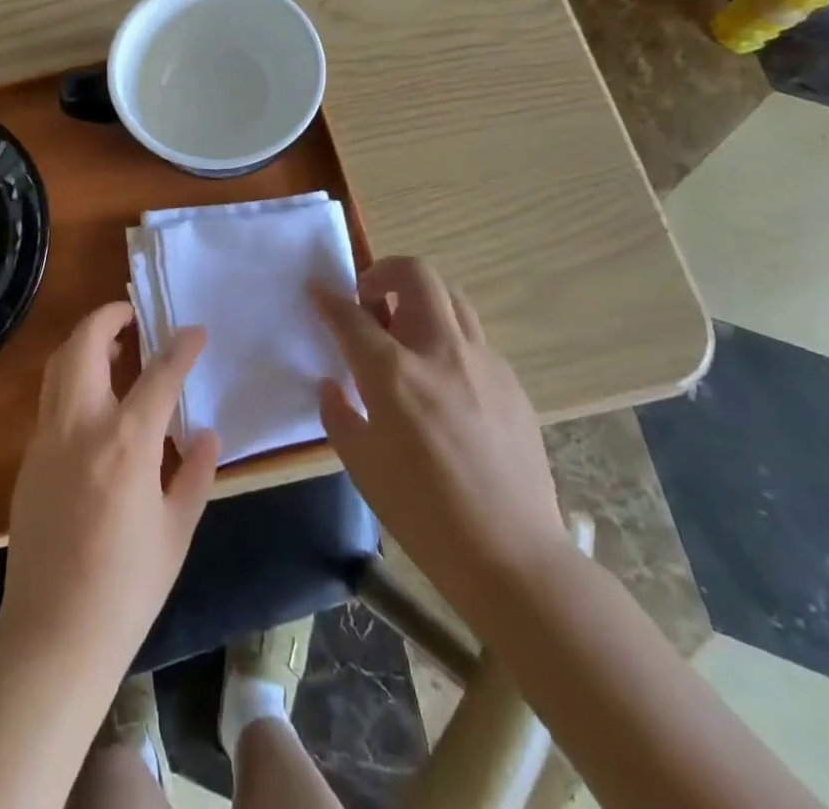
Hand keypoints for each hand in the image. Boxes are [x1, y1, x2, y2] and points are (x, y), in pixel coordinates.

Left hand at [0, 302, 220, 684]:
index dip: (181, 347)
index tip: (195, 330)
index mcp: (126, 443)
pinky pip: (51, 399)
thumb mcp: (177, 532)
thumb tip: (206, 433)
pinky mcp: (28, 459)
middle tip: (134, 315)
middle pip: (85, 344)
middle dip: (109, 316)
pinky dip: (73, 379)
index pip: (159, 374)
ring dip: (85, 342)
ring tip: (115, 349)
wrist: (52, 637)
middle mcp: (81, 426)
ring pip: (60, 365)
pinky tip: (96, 404)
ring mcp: (47, 439)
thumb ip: (193, 473)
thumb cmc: (127, 589)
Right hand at [317, 256, 568, 621]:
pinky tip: (441, 380)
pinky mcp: (510, 381)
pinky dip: (448, 337)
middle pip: (415, 274)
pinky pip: (473, 337)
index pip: (351, 316)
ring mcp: (483, 362)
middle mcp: (440, 351)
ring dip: (420, 299)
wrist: (511, 556)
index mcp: (394, 373)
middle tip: (369, 302)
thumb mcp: (362, 464)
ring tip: (405, 334)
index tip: (317, 291)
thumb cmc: (423, 514)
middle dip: (383, 272)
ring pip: (451, 297)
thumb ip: (340, 414)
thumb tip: (334, 386)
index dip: (328, 300)